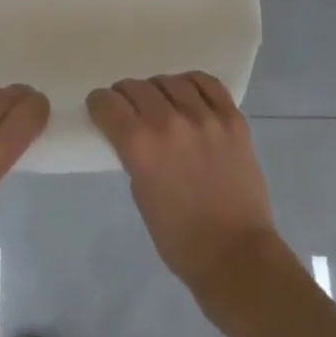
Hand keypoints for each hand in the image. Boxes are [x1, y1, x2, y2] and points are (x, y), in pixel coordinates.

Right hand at [87, 73, 279, 296]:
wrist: (235, 255)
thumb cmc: (179, 237)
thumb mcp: (140, 194)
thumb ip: (134, 154)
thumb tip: (134, 132)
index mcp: (141, 146)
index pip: (107, 103)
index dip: (99, 104)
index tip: (101, 109)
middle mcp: (170, 123)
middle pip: (136, 87)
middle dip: (125, 95)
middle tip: (128, 107)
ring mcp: (205, 118)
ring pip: (170, 81)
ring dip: (158, 89)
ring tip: (161, 102)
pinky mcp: (232, 119)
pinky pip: (208, 83)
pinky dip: (192, 84)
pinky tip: (188, 94)